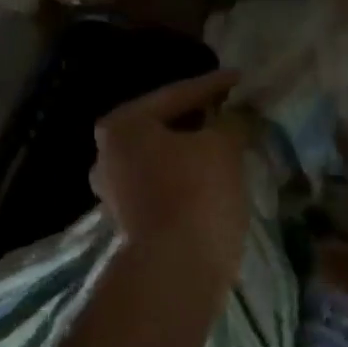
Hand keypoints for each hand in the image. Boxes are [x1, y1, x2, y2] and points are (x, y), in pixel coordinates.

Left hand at [92, 70, 249, 284]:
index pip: (176, 95)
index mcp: (122, 125)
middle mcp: (107, 154)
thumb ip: (231, 121)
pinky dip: (184, 177)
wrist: (177, 267)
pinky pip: (161, 184)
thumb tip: (237, 114)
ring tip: (225, 144)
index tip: (240, 79)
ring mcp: (113, 190)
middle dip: (198, 119)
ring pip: (161, 158)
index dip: (213, 86)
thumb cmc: (196, 193)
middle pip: (163, 126)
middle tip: (230, 110)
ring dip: (191, 151)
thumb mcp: (222, 146)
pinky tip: (210, 177)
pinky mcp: (128, 219)